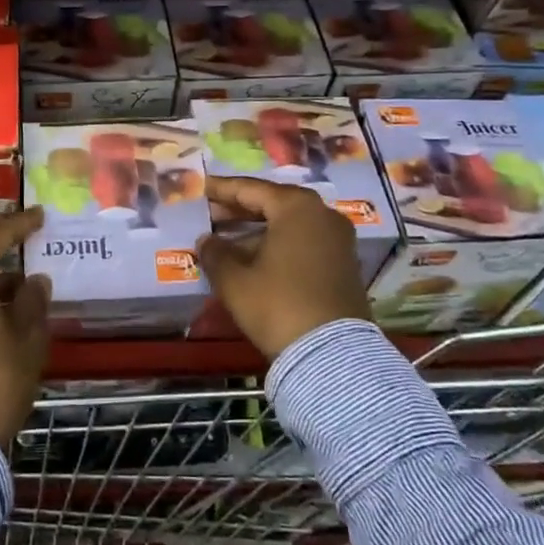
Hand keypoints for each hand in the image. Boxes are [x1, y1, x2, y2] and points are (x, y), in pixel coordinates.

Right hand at [197, 176, 370, 359]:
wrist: (332, 355)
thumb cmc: (277, 305)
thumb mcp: (235, 280)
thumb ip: (215, 253)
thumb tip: (207, 241)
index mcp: (297, 207)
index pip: (250, 189)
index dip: (221, 189)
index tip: (199, 189)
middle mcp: (322, 214)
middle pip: (273, 203)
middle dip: (239, 210)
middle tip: (209, 214)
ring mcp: (338, 240)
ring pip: (289, 224)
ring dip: (257, 230)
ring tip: (225, 240)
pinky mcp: (344, 265)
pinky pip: (303, 242)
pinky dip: (277, 244)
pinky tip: (253, 259)